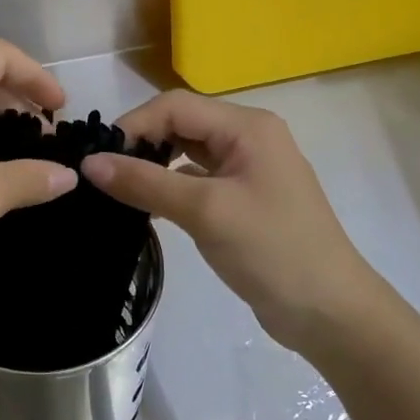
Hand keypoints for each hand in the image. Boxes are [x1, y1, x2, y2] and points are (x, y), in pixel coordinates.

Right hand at [81, 91, 387, 352]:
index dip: (134, 125)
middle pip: (181, 123)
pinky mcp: (243, 198)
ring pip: (186, 151)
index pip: (175, 106)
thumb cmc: (272, 251)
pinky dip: (169, 186)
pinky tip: (147, 206)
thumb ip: (145, 183)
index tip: (98, 157)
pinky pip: (196, 178)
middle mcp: (248, 137)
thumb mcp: (205, 212)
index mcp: (247, 127)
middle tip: (103, 173)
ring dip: (153, 165)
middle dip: (141, 143)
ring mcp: (247, 169)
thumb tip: (89, 164)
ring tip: (117, 189)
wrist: (330, 314)